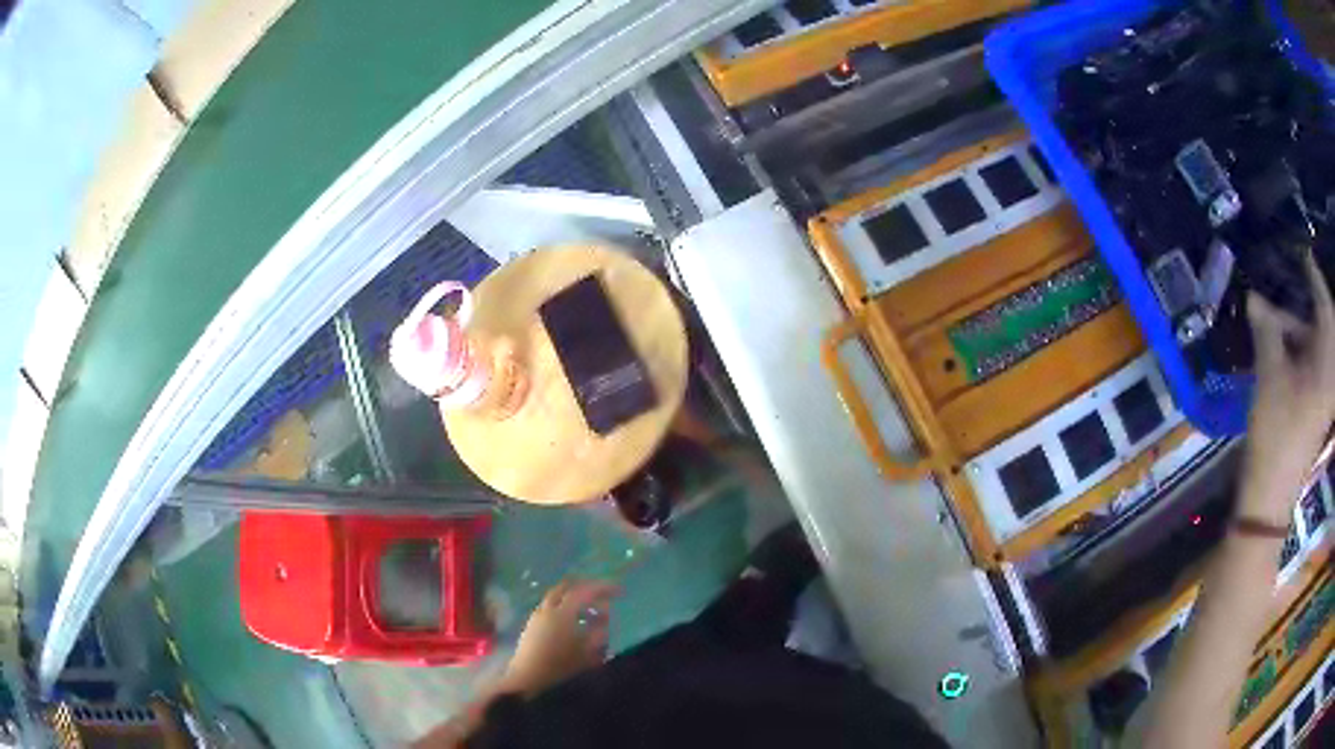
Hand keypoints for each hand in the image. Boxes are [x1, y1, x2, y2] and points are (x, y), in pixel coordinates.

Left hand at [502, 580, 619, 695]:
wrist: (528, 677)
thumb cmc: (560, 665)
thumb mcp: (587, 652)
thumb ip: (599, 632)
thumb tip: (605, 617)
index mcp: (562, 612)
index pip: (584, 591)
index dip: (603, 588)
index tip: (619, 591)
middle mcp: (547, 608)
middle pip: (567, 587)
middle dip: (586, 588)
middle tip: (603, 594)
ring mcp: (537, 615)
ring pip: (557, 596)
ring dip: (575, 598)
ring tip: (591, 610)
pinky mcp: (532, 624)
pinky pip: (551, 606)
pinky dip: (565, 607)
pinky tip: (574, 621)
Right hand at [1241, 253, 1334, 523]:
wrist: (1271, 496)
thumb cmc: (1277, 432)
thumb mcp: (1270, 375)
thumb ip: (1266, 329)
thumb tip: (1253, 297)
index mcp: (1327, 364)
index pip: (1324, 305)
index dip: (1313, 276)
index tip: (1301, 252)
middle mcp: (1330, 376)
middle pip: (1319, 326)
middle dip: (1298, 309)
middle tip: (1277, 292)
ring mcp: (1324, 396)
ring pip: (1313, 348)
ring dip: (1294, 333)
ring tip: (1269, 323)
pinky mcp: (1317, 410)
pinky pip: (1311, 368)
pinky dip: (1297, 355)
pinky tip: (1278, 351)